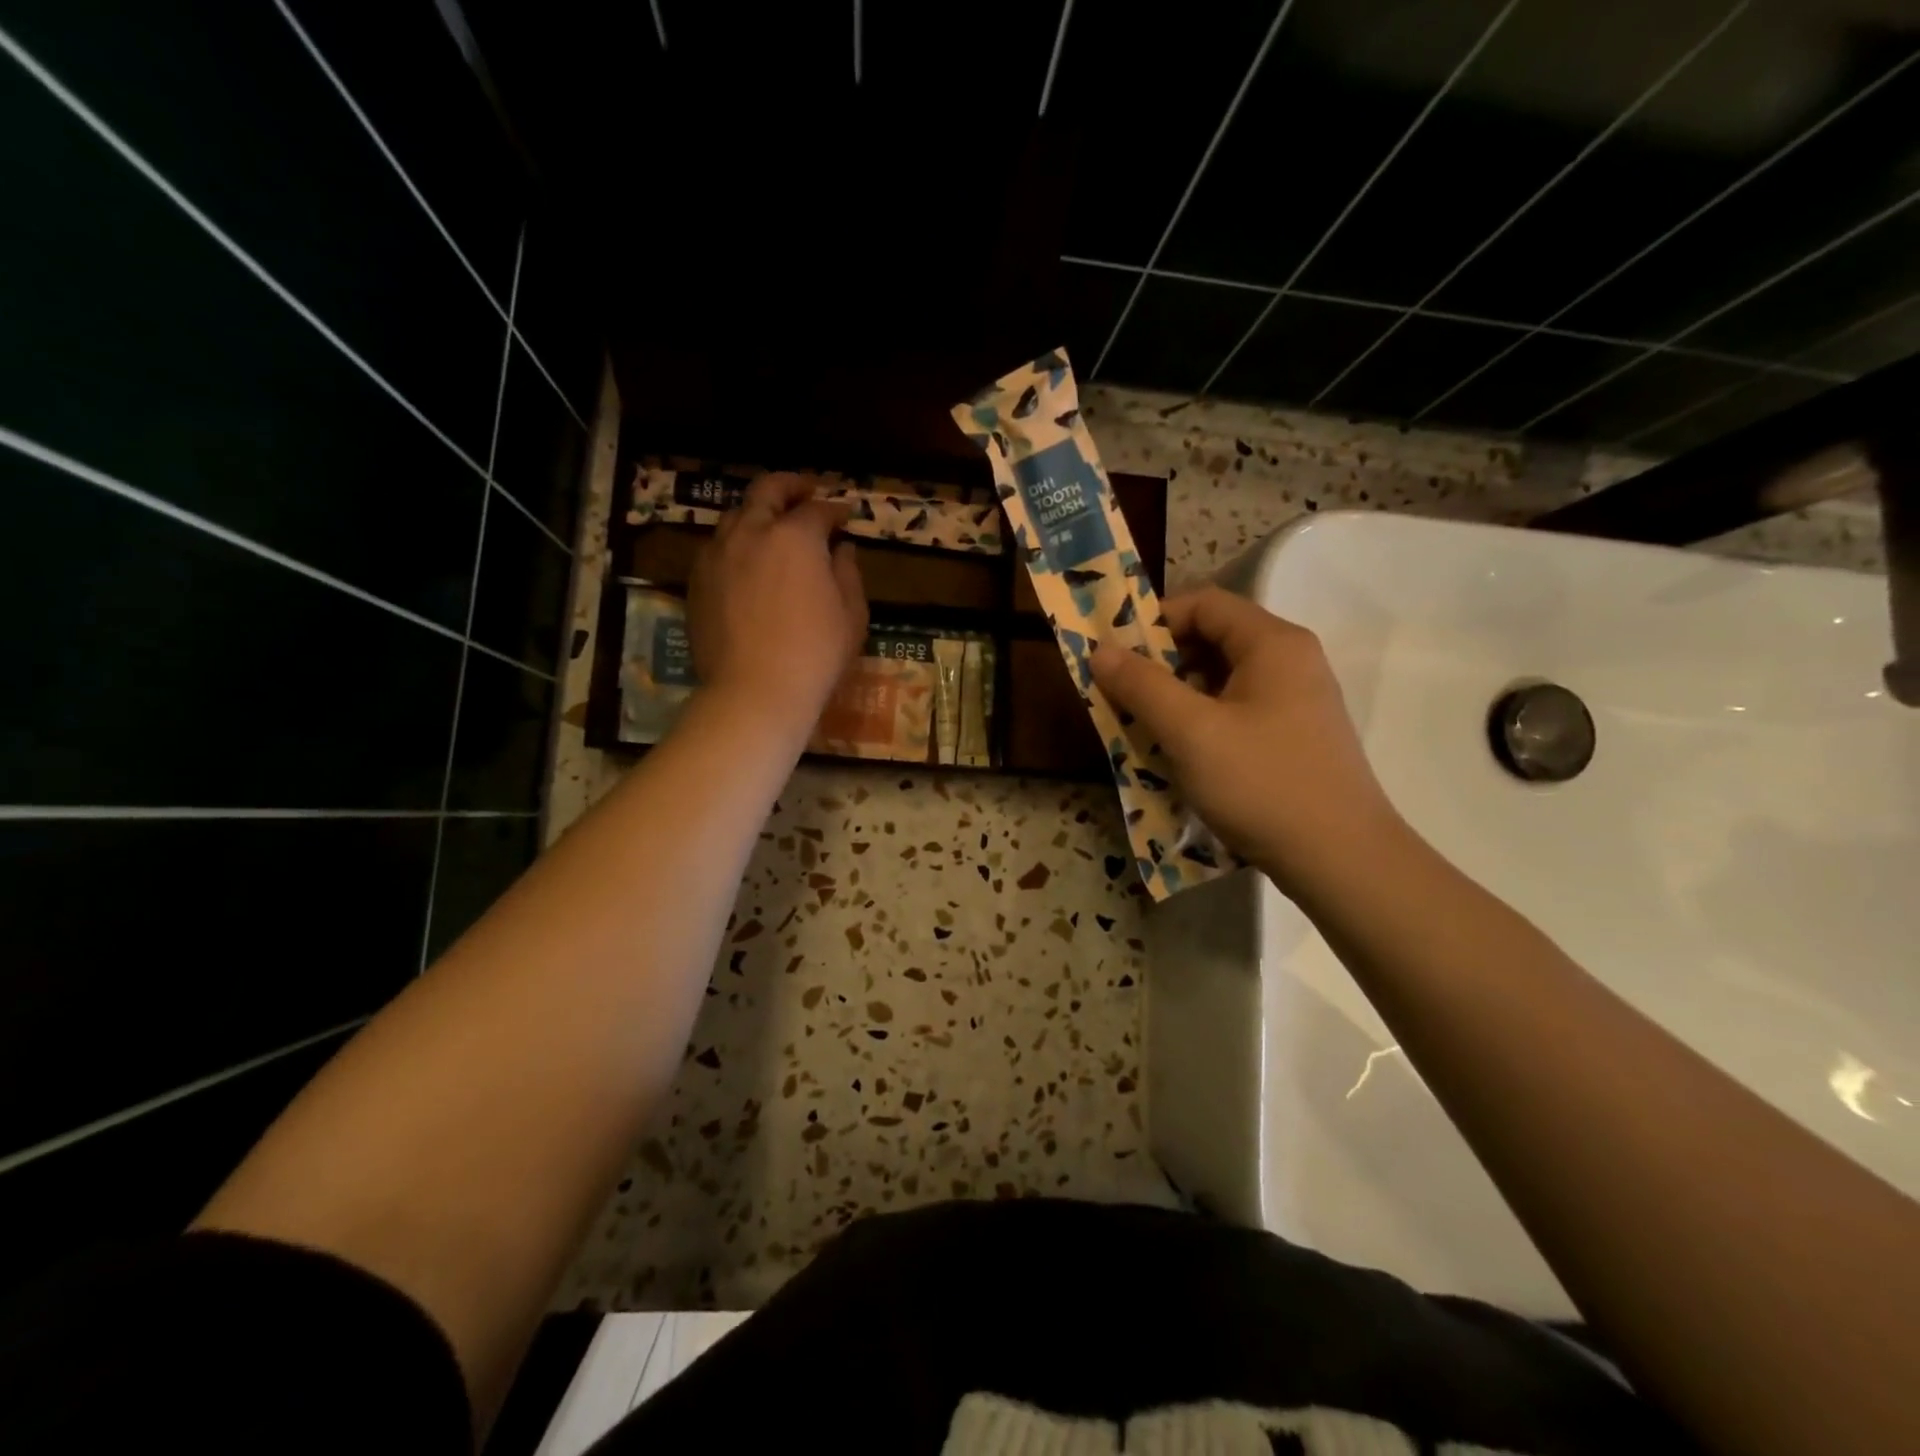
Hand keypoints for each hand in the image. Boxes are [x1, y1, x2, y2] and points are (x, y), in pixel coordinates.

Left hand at [688, 473, 867, 737]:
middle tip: (807, 492)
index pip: (818, 510)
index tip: (846, 517)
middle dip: (791, 486)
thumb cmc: (816, 655)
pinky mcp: (697, 580)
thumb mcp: (851, 615)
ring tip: (773, 526)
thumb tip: (842, 549)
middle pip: (767, 491)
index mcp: (795, 537)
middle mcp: (752, 532)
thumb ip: (848, 573)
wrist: (754, 692)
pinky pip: (717, 547)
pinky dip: (736, 543)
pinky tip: (747, 561)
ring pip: (735, 515)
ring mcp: (718, 554)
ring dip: (758, 512)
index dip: (836, 510)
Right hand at [1090, 588, 1403, 897]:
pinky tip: (1180, 753)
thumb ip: (1142, 686)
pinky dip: (1202, 721)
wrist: (1341, 859)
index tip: (1116, 655)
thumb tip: (1100, 650)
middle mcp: (1291, 661)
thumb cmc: (1262, 783)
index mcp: (1273, 643)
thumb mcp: (1191, 732)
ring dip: (1178, 695)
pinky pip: (1238, 710)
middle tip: (1122, 694)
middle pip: (1214, 639)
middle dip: (1161, 662)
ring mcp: (1297, 700)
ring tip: (1143, 727)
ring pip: (1224, 679)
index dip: (1154, 621)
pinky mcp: (1295, 736)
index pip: (1205, 603)